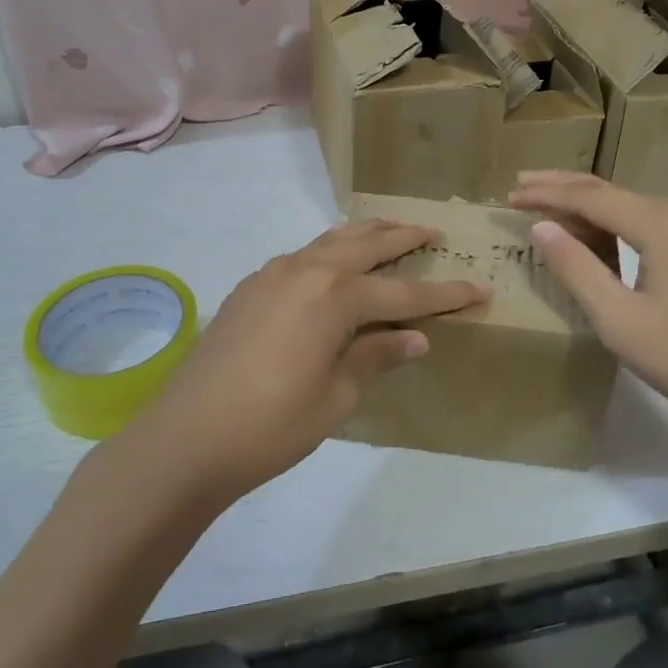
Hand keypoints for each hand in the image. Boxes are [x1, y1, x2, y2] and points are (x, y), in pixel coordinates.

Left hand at [119, 219, 486, 503]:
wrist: (187, 437)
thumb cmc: (271, 425)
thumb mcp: (336, 397)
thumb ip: (376, 356)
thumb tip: (415, 337)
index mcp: (335, 297)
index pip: (403, 292)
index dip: (444, 293)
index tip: (479, 288)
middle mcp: (306, 270)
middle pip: (366, 245)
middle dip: (403, 238)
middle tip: (433, 231)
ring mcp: (273, 274)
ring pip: (329, 241)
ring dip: (364, 235)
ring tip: (389, 230)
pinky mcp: (250, 287)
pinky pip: (301, 255)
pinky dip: (328, 250)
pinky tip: (332, 264)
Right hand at [508, 171, 667, 431]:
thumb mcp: (621, 321)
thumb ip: (577, 269)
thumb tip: (542, 227)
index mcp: (663, 224)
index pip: (590, 196)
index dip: (546, 194)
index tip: (510, 195)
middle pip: (613, 191)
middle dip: (564, 187)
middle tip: (522, 184)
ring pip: (637, 206)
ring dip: (593, 207)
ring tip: (552, 209)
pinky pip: (659, 222)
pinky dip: (623, 223)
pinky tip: (606, 235)